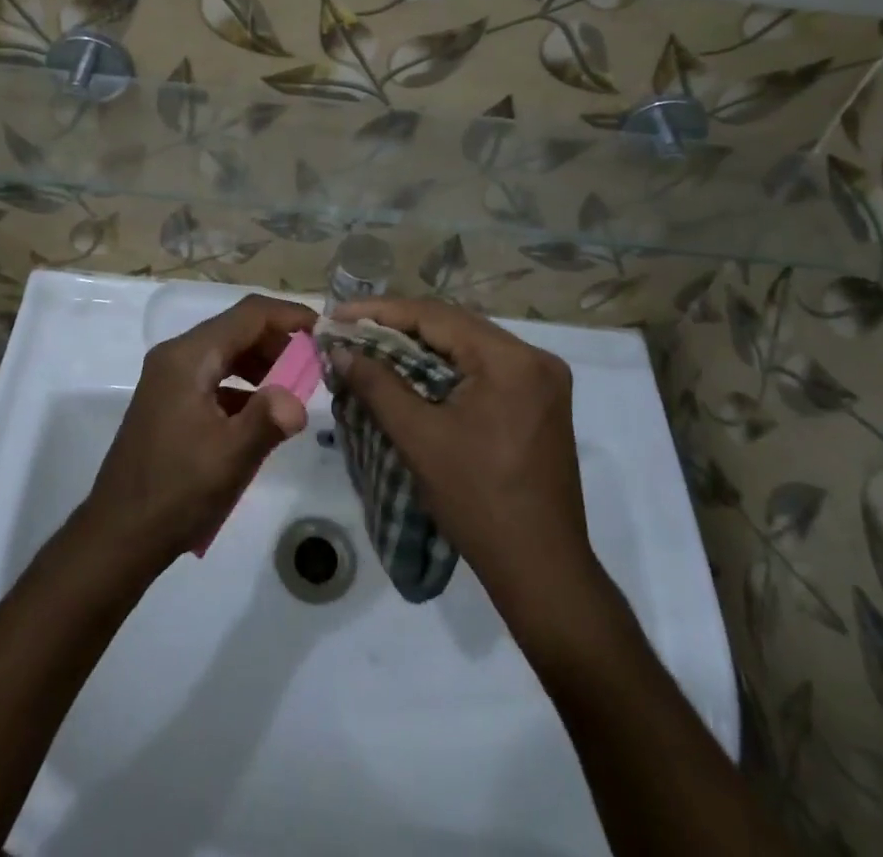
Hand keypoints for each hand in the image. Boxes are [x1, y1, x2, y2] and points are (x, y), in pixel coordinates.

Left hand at [85, 294, 313, 567]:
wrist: (118, 536)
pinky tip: (263, 413)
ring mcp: (169, 378)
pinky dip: (243, 384)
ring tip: (296, 388)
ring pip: (226, 352)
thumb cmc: (176, 492)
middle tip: (314, 366)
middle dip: (278, 342)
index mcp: (189, 357)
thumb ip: (269, 419)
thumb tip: (298, 400)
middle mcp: (176, 356)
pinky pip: (214, 376)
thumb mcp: (230, 456)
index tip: (323, 330)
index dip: (288, 315)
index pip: (248, 314)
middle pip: (236, 329)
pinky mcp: (169, 401)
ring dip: (262, 363)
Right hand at [333, 298, 594, 611]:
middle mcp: (534, 358)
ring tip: (374, 345)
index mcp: (511, 360)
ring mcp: (543, 380)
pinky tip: (414, 371)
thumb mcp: (420, 438)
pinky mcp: (540, 401)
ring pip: (469, 346)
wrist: (541, 570)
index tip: (339, 315)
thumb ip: (378, 385)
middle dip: (400, 327)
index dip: (382, 313)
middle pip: (455, 327)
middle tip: (352, 329)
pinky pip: (484, 368)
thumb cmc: (478, 501)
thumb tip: (340, 349)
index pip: (437, 317)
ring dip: (422, 347)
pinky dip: (447, 367)